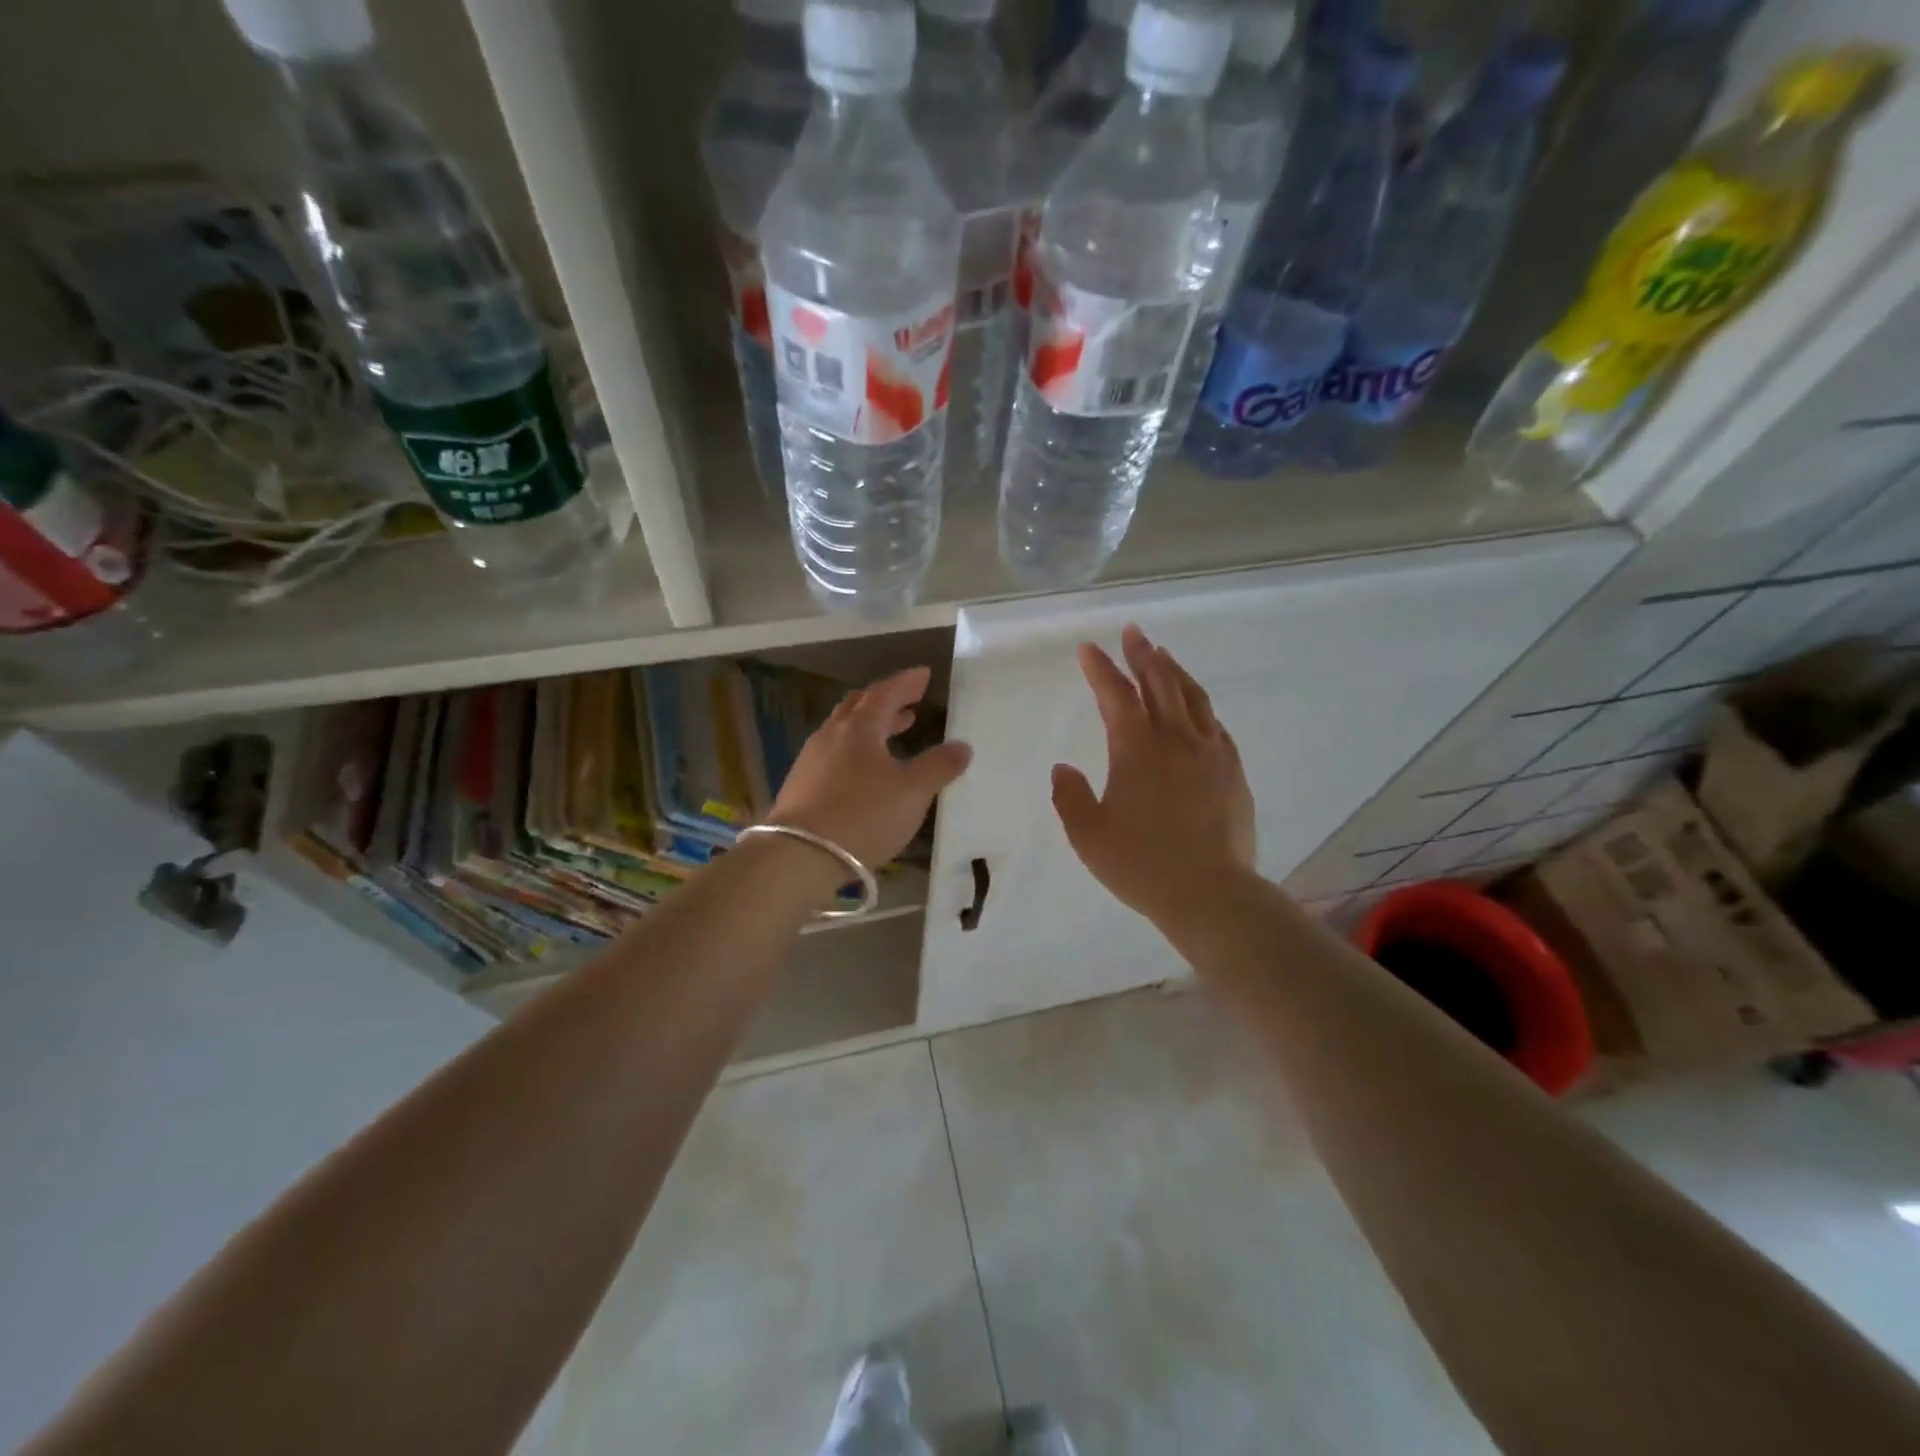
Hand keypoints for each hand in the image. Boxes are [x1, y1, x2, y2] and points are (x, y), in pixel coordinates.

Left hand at [766, 665, 971, 868]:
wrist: (798, 855)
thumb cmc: (863, 816)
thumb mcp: (912, 792)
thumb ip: (939, 766)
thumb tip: (962, 746)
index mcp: (860, 728)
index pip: (885, 692)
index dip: (906, 682)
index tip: (924, 674)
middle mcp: (832, 735)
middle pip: (859, 706)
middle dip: (886, 701)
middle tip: (909, 703)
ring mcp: (812, 759)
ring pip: (844, 730)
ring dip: (871, 726)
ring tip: (893, 734)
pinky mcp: (801, 785)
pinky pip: (833, 754)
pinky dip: (856, 750)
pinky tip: (865, 772)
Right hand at [1052, 624, 1256, 930]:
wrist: (1210, 894)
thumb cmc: (1141, 865)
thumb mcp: (1088, 835)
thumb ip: (1071, 796)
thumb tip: (1064, 768)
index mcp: (1136, 750)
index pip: (1116, 696)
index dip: (1100, 669)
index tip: (1088, 649)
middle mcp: (1176, 740)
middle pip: (1159, 683)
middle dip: (1142, 655)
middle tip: (1133, 632)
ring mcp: (1210, 753)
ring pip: (1192, 698)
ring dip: (1174, 672)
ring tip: (1163, 655)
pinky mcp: (1233, 772)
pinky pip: (1215, 725)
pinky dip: (1200, 706)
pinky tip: (1196, 708)